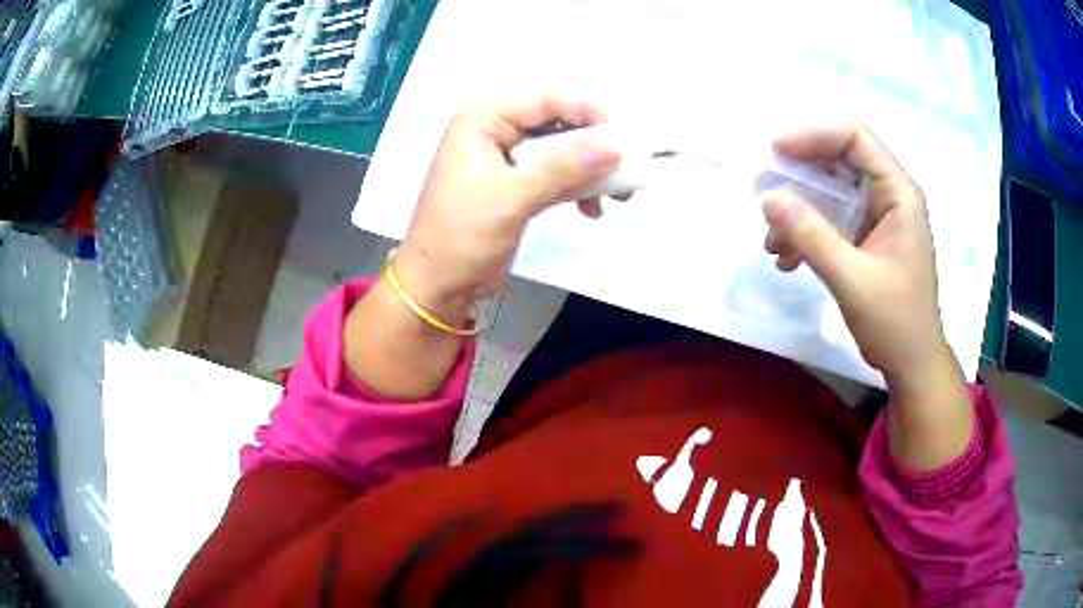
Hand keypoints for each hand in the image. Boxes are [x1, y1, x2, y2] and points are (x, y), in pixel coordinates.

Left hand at [345, 94, 619, 400]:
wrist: (437, 285)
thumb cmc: (461, 237)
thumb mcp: (512, 199)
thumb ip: (563, 169)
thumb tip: (616, 145)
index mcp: (482, 120)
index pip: (545, 98)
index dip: (587, 112)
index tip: (623, 140)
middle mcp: (493, 129)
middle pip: (556, 120)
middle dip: (593, 144)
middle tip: (625, 168)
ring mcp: (504, 156)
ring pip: (559, 147)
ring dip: (589, 168)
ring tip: (617, 195)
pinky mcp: (513, 182)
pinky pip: (554, 172)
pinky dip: (575, 186)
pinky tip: (591, 209)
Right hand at [761, 121, 945, 384]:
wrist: (912, 365)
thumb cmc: (895, 322)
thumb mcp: (852, 279)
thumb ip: (812, 236)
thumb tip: (768, 198)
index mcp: (898, 193)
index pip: (855, 138)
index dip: (814, 135)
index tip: (776, 151)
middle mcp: (889, 196)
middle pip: (839, 160)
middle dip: (799, 173)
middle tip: (761, 188)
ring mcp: (878, 218)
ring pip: (831, 191)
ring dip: (798, 208)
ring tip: (770, 237)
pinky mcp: (868, 239)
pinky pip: (832, 219)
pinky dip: (807, 233)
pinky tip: (786, 258)